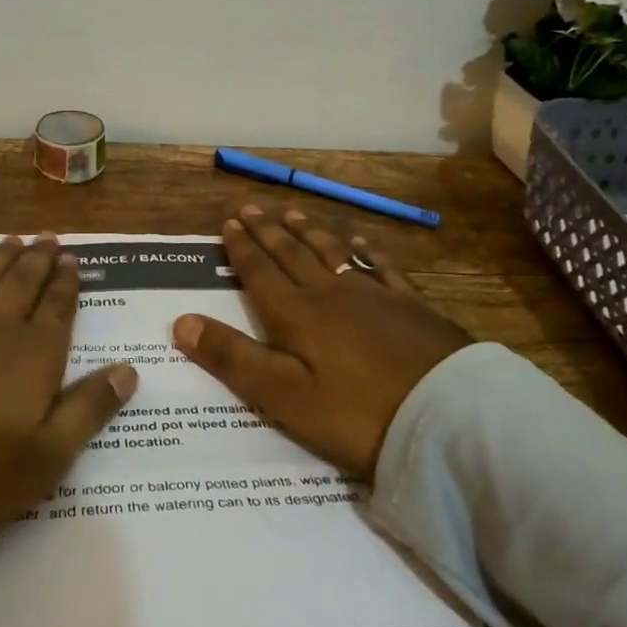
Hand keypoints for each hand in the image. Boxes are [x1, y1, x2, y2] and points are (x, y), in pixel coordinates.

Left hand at [0, 234, 135, 626]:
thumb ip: (87, 411)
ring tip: (13, 240)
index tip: (73, 259)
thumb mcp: (41, 462)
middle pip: (21, 282)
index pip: (57, 308)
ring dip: (0, 256)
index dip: (67, 282)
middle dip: (38, 259)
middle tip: (49, 237)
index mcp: (32, 356)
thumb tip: (128, 369)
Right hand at [172, 206, 471, 478]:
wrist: (446, 417)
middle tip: (252, 209)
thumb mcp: (283, 397)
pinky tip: (360, 242)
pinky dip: (364, 251)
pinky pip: (380, 267)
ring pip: (332, 253)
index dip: (241, 248)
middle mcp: (330, 293)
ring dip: (310, 233)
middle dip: (268, 232)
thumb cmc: (355, 414)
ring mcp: (374, 295)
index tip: (229, 222)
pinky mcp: (410, 305)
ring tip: (294, 215)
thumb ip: (232, 358)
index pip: (260, 273)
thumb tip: (180, 321)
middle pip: (292, 254)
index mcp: (296, 315)